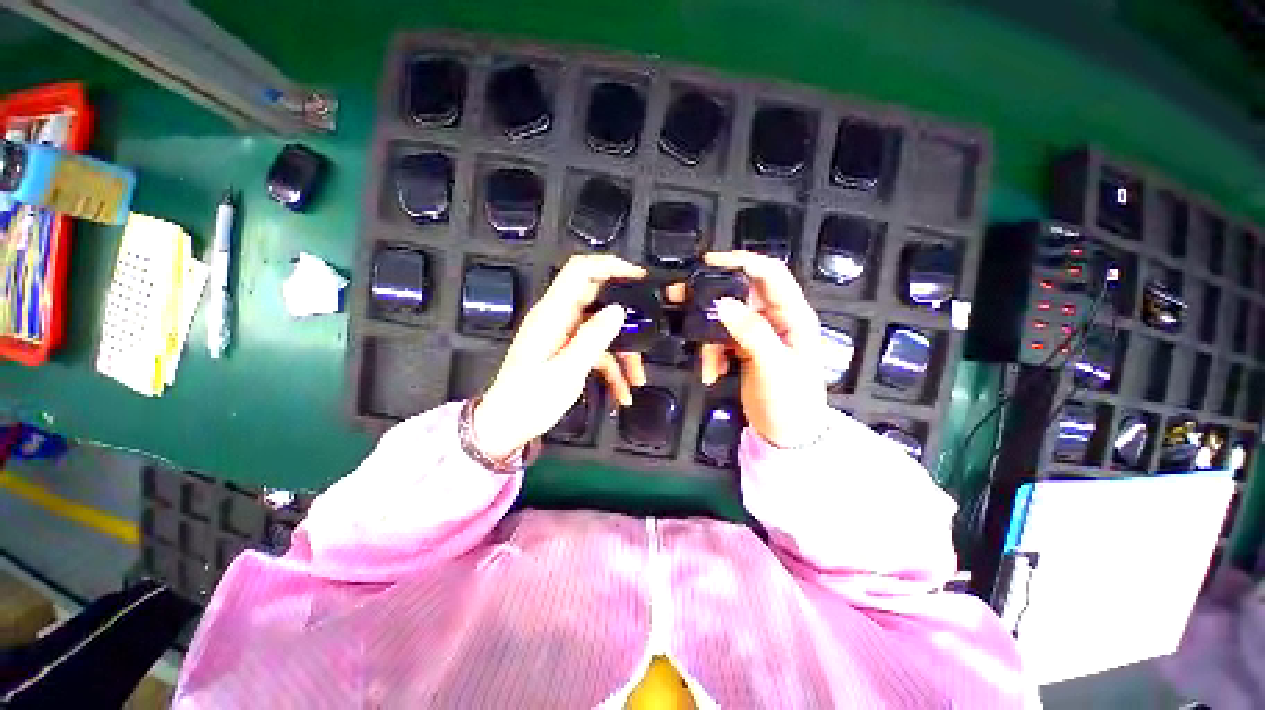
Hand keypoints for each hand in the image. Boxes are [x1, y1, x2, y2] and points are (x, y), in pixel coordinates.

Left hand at [473, 255, 648, 459]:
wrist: (506, 426)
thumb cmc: (529, 401)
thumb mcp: (567, 371)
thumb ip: (593, 337)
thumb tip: (617, 310)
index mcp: (552, 314)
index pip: (580, 271)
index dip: (610, 266)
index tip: (638, 277)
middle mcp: (558, 318)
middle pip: (598, 301)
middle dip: (625, 318)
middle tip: (648, 331)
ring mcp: (563, 335)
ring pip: (602, 330)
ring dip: (622, 352)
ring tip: (636, 379)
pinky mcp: (566, 350)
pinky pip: (595, 350)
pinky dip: (611, 367)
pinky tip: (621, 391)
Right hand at [669, 251, 828, 447]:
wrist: (787, 436)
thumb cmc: (791, 401)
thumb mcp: (773, 366)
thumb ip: (751, 333)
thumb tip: (723, 303)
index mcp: (794, 316)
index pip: (770, 275)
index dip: (742, 262)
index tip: (709, 263)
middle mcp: (776, 319)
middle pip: (740, 294)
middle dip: (711, 298)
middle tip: (680, 296)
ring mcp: (758, 334)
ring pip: (725, 319)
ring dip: (708, 337)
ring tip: (705, 363)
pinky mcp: (744, 349)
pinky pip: (720, 340)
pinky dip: (711, 354)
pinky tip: (711, 373)